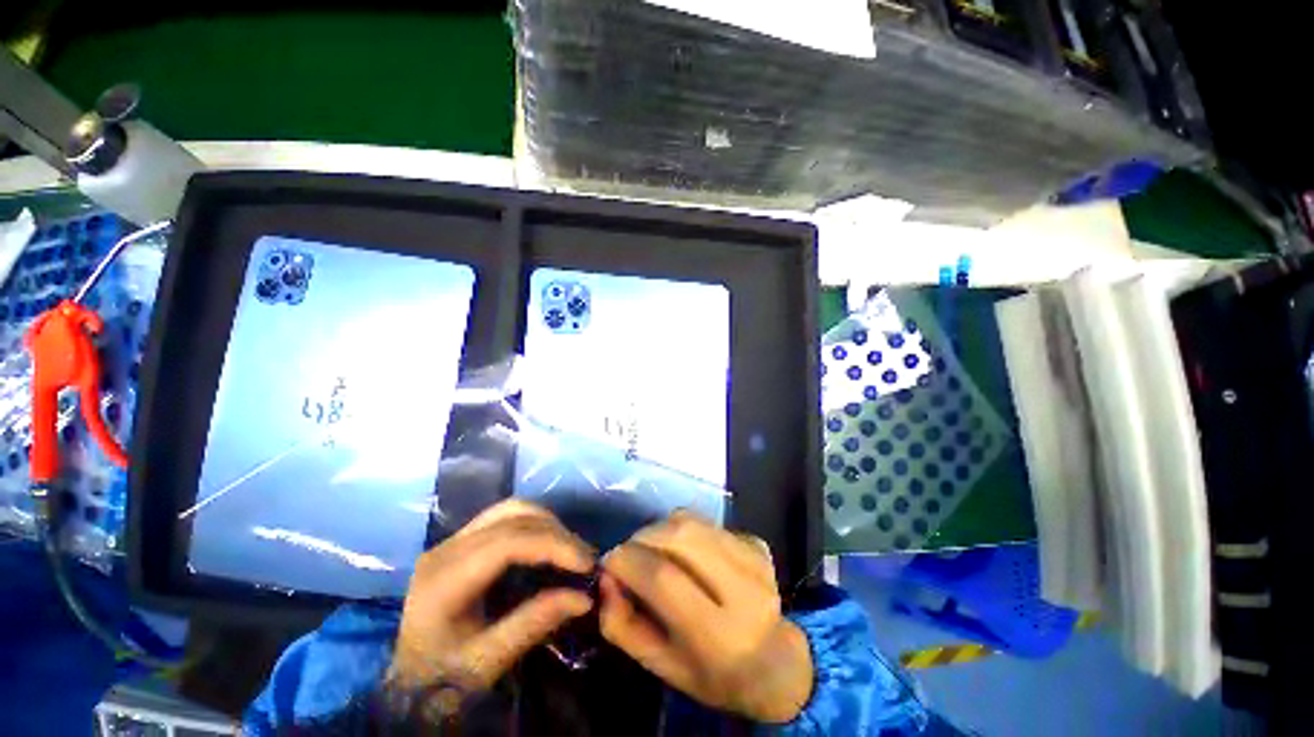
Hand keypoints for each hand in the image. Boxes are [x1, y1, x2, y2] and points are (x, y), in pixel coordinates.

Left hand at [389, 500, 594, 710]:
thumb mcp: (486, 662)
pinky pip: (505, 517)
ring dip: (546, 523)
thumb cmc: (441, 679)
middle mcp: (445, 549)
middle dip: (556, 533)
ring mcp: (451, 541)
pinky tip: (547, 545)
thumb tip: (585, 598)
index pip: (508, 542)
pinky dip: (534, 525)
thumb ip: (533, 625)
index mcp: (443, 580)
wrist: (406, 683)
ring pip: (510, 509)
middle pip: (512, 517)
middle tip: (584, 559)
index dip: (553, 546)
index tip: (586, 564)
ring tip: (569, 549)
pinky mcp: (460, 542)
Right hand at [599, 512, 813, 723]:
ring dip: (662, 529)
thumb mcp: (659, 665)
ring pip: (693, 521)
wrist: (775, 663)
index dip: (628, 561)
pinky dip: (685, 530)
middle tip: (630, 552)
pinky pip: (708, 523)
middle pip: (680, 536)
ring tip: (654, 549)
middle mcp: (744, 591)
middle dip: (643, 537)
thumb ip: (623, 624)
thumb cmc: (711, 674)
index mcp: (720, 637)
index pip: (663, 579)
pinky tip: (686, 553)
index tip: (609, 562)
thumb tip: (606, 577)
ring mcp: (755, 561)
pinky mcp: (757, 543)